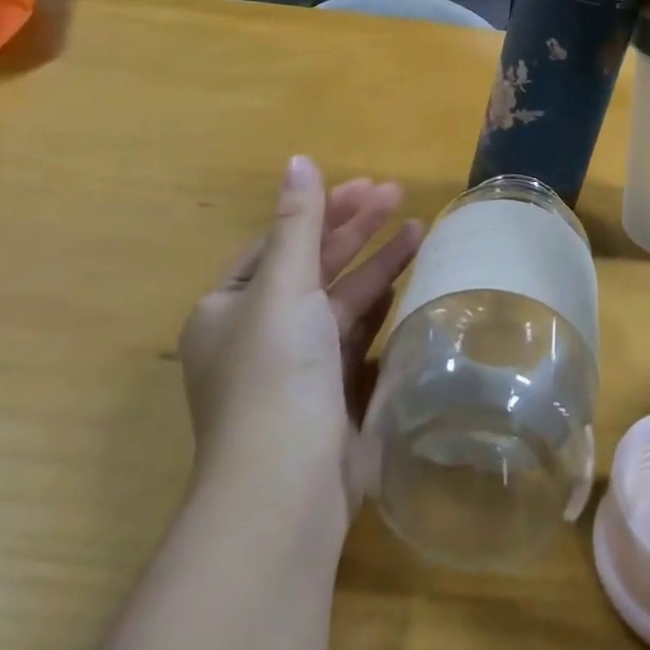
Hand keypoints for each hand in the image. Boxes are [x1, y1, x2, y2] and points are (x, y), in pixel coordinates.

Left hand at [178, 156, 422, 512]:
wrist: (286, 489)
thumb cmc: (275, 373)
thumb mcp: (283, 285)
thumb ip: (298, 221)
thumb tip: (298, 160)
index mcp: (228, 309)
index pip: (280, 242)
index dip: (322, 210)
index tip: (365, 185)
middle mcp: (257, 335)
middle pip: (313, 267)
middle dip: (356, 230)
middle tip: (398, 194)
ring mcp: (296, 368)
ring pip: (340, 300)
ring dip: (376, 263)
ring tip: (420, 228)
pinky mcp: (330, 394)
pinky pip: (357, 335)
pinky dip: (380, 306)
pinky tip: (408, 282)